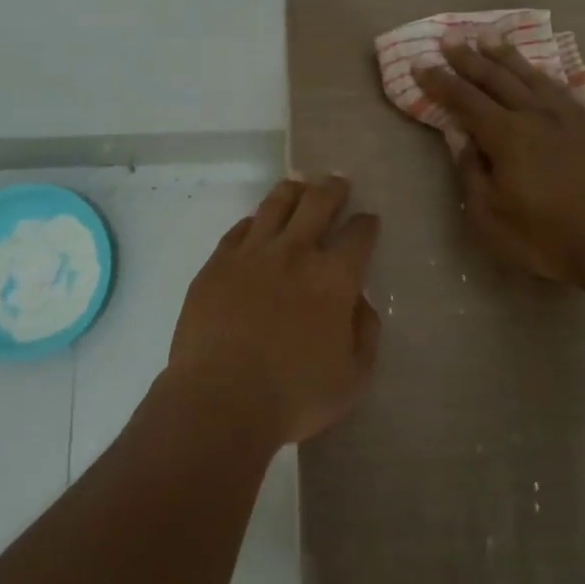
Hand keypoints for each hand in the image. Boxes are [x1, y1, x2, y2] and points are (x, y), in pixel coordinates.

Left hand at [166, 176, 382, 446]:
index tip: (368, 221)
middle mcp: (294, 253)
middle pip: (317, 204)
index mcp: (334, 278)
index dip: (366, 224)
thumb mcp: (353, 377)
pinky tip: (256, 221)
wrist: (220, 401)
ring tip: (298, 184)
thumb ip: (366, 333)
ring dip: (292, 191)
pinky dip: (253, 221)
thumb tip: (360, 302)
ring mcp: (251, 254)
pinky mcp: (216, 265)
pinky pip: (239, 230)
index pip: (358, 235)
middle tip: (337, 182)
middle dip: (332, 189)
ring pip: (275, 206)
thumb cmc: (294, 397)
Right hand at [418, 36, 584, 282]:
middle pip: (496, 78)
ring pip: (529, 75)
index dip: (440, 82)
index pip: (465, 100)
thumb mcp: (490, 216)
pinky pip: (557, 87)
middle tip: (449, 38)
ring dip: (505, 55)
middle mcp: (534, 115)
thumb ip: (471, 172)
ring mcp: (565, 118)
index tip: (419, 63)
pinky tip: (535, 70)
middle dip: (468, 58)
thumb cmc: (544, 238)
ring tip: (487, 36)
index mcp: (507, 136)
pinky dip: (539, 73)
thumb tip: (460, 138)